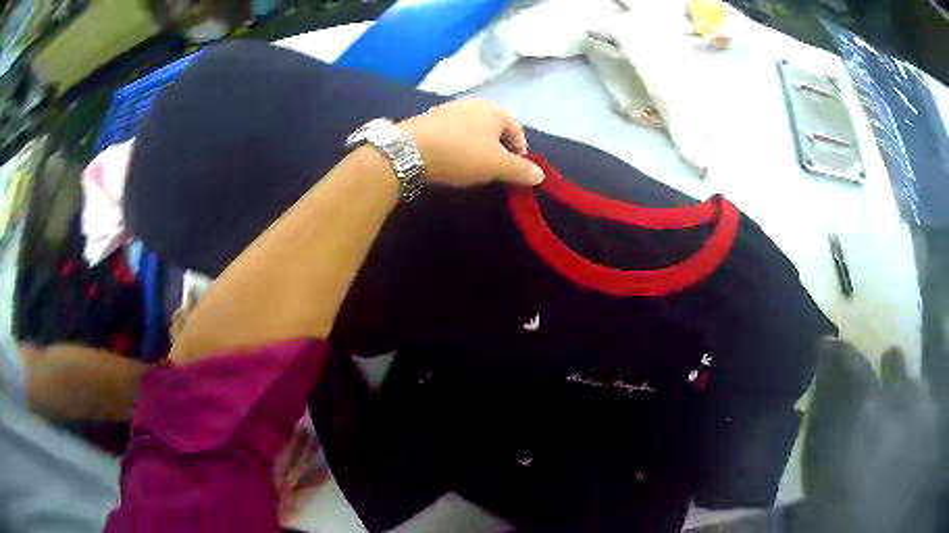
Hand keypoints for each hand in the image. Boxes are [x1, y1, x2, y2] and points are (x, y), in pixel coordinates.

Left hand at [400, 98, 544, 187]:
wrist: (410, 149)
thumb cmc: (462, 153)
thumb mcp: (497, 165)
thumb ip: (521, 170)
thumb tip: (540, 175)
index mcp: (495, 110)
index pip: (517, 130)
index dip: (521, 152)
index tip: (516, 172)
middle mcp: (474, 103)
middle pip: (495, 127)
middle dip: (499, 149)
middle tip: (495, 170)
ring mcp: (449, 108)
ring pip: (473, 129)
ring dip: (478, 146)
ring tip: (473, 166)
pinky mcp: (429, 118)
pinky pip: (453, 132)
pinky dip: (458, 144)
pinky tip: (451, 159)